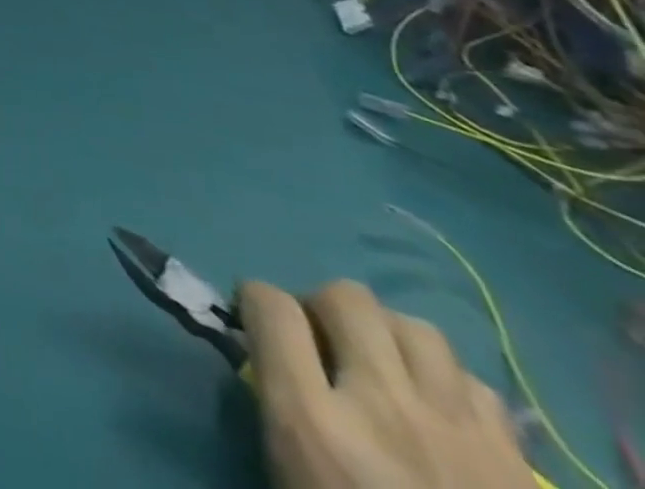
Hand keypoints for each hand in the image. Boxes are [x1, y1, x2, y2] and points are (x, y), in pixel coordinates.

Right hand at [240, 280, 530, 488]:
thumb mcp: (291, 476)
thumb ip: (277, 407)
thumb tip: (268, 360)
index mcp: (313, 421)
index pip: (270, 306)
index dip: (254, 300)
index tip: (254, 317)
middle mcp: (381, 407)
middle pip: (346, 298)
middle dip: (324, 307)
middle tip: (323, 341)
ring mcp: (457, 433)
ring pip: (415, 329)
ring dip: (389, 336)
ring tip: (385, 368)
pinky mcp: (515, 462)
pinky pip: (474, 383)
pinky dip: (449, 385)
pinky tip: (440, 412)